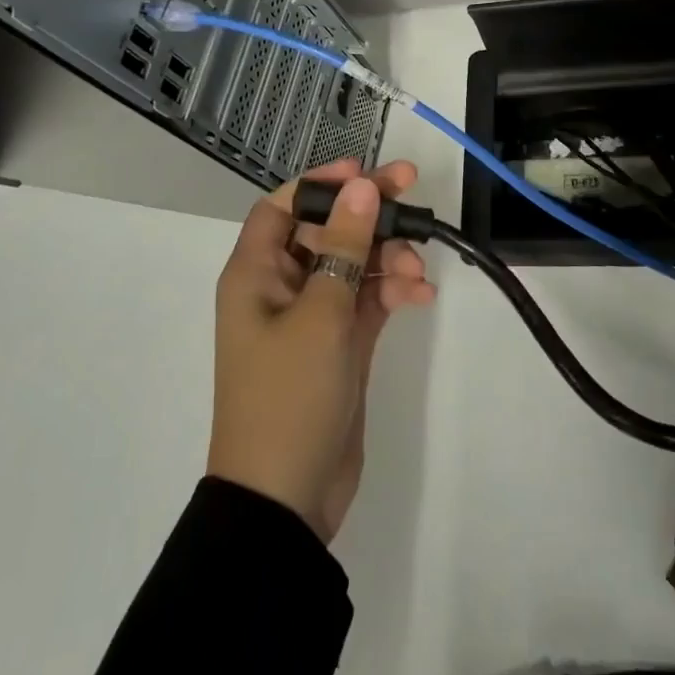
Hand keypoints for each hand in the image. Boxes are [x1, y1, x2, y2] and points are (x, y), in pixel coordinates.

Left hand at [207, 158, 434, 541]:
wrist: (286, 500)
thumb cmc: (289, 396)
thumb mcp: (320, 313)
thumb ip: (346, 246)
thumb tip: (362, 185)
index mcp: (255, 274)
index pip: (283, 207)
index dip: (321, 184)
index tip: (365, 173)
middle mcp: (280, 287)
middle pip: (325, 230)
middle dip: (368, 214)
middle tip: (413, 192)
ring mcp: (311, 317)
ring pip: (352, 264)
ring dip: (386, 258)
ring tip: (418, 272)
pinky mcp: (338, 345)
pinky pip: (367, 301)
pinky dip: (392, 293)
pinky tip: (420, 297)